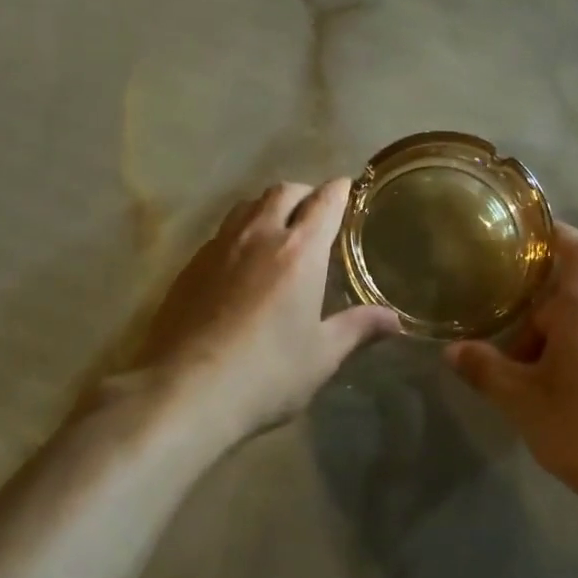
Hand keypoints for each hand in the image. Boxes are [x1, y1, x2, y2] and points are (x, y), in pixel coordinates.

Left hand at [130, 180, 399, 443]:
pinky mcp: (191, 264)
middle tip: (316, 211)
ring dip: (269, 206)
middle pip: (284, 191)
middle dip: (305, 193)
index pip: (325, 202)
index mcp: (299, 251)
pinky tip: (241, 260)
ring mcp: (220, 246)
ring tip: (279, 227)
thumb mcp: (321, 356)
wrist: (183, 390)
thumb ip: (357, 329)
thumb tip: (394, 319)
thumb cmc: (266, 374)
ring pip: (248, 205)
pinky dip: (241, 230)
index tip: (348, 188)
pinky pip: (223, 230)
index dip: (339, 191)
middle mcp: (259, 235)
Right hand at [445, 225, 577, 515]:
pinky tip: (570, 403)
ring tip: (533, 382)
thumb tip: (452, 350)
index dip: (553, 233)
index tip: (527, 232)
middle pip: (574, 298)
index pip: (575, 249)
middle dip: (539, 318)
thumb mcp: (521, 401)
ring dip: (560, 344)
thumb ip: (485, 370)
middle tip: (508, 348)